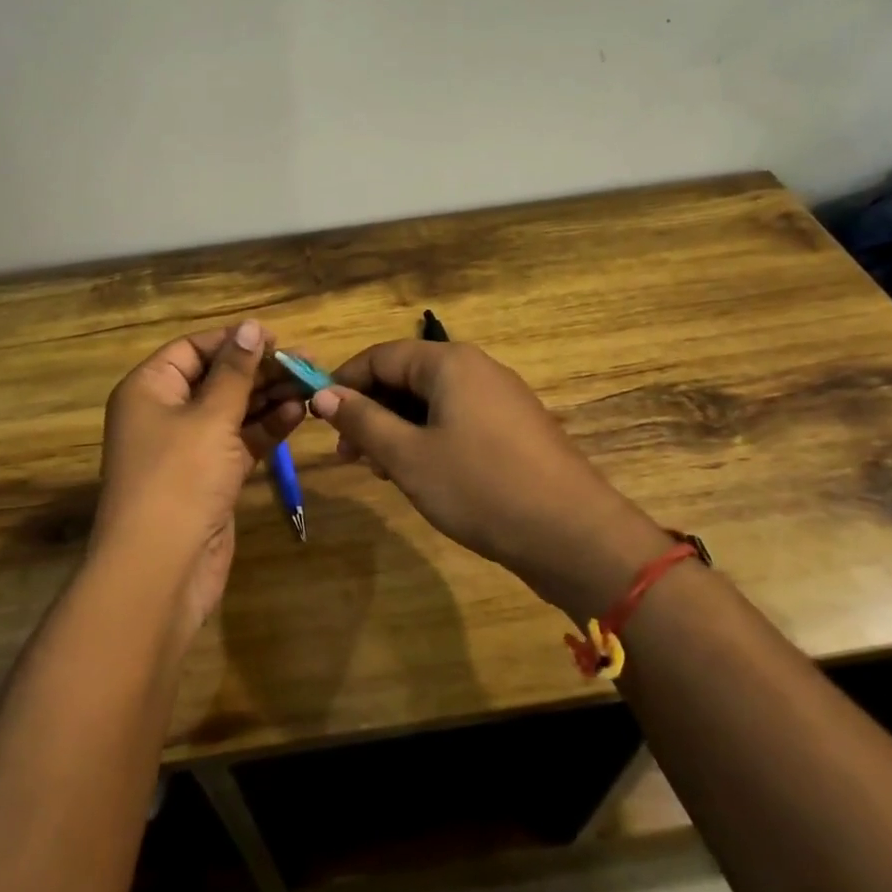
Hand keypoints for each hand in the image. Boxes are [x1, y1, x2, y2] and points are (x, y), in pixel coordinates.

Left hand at [93, 321, 303, 641]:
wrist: (161, 569)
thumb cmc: (179, 478)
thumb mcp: (210, 417)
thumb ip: (235, 372)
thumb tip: (252, 326)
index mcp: (149, 389)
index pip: (192, 349)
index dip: (233, 341)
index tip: (277, 338)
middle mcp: (165, 413)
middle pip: (217, 379)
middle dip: (260, 370)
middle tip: (308, 362)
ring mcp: (189, 448)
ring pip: (233, 411)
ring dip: (269, 398)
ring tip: (312, 384)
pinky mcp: (211, 478)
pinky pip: (240, 442)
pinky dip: (266, 429)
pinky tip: (298, 415)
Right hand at [311, 340, 668, 620]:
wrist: (573, 535)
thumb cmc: (480, 487)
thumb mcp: (408, 456)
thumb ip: (362, 420)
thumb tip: (323, 394)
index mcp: (449, 363)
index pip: (380, 356)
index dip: (344, 383)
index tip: (318, 417)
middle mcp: (476, 369)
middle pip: (406, 377)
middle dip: (371, 411)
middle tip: (349, 455)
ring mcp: (500, 399)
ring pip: (431, 402)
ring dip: (397, 430)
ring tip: (381, 471)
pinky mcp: (514, 429)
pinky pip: (457, 420)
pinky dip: (428, 440)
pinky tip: (419, 475)